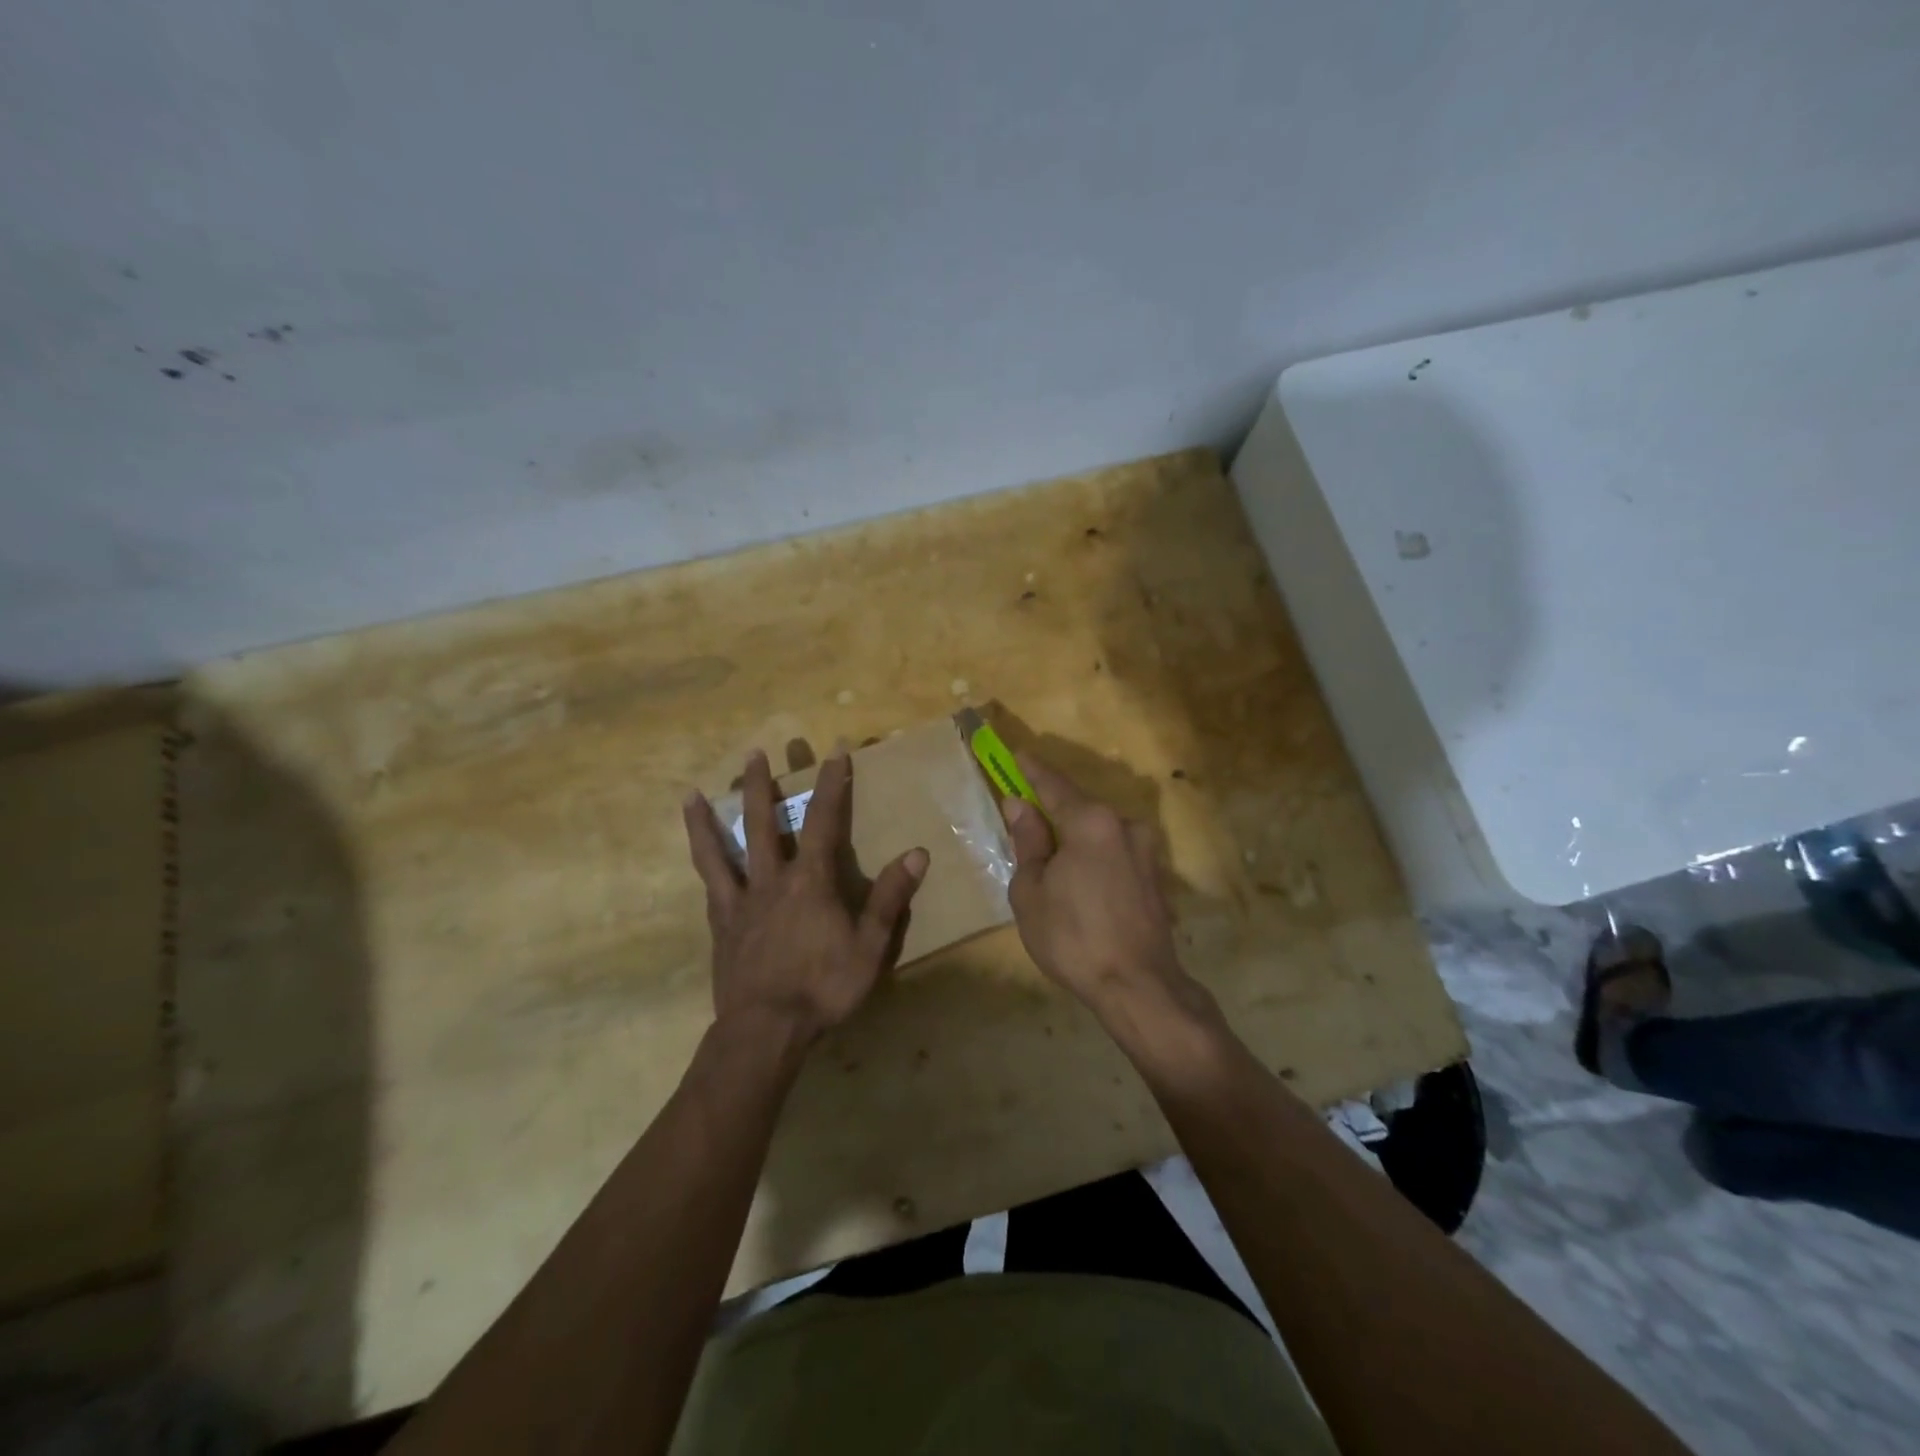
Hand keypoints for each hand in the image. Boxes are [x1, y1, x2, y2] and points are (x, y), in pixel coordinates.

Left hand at [684, 748, 927, 1046]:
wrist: (765, 1030)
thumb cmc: (823, 987)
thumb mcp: (870, 946)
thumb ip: (891, 898)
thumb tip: (917, 853)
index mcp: (810, 881)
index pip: (824, 820)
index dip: (832, 784)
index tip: (836, 751)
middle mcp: (771, 879)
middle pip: (764, 823)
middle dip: (761, 785)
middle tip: (755, 752)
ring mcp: (740, 901)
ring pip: (721, 850)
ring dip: (709, 819)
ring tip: (692, 793)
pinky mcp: (721, 924)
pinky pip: (709, 885)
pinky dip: (702, 863)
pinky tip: (698, 853)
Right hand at [1000, 756, 1203, 1026]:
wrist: (1139, 986)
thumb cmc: (1073, 937)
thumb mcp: (1031, 890)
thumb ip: (1028, 841)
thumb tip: (1019, 806)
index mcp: (1091, 822)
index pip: (1054, 785)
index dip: (1031, 770)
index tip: (1017, 754)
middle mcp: (1124, 825)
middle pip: (1080, 807)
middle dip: (1053, 811)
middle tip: (1026, 822)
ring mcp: (1146, 851)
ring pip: (1099, 832)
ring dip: (1075, 839)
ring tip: (1052, 866)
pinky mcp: (1156, 876)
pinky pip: (1115, 853)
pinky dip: (1094, 857)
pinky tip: (1081, 885)